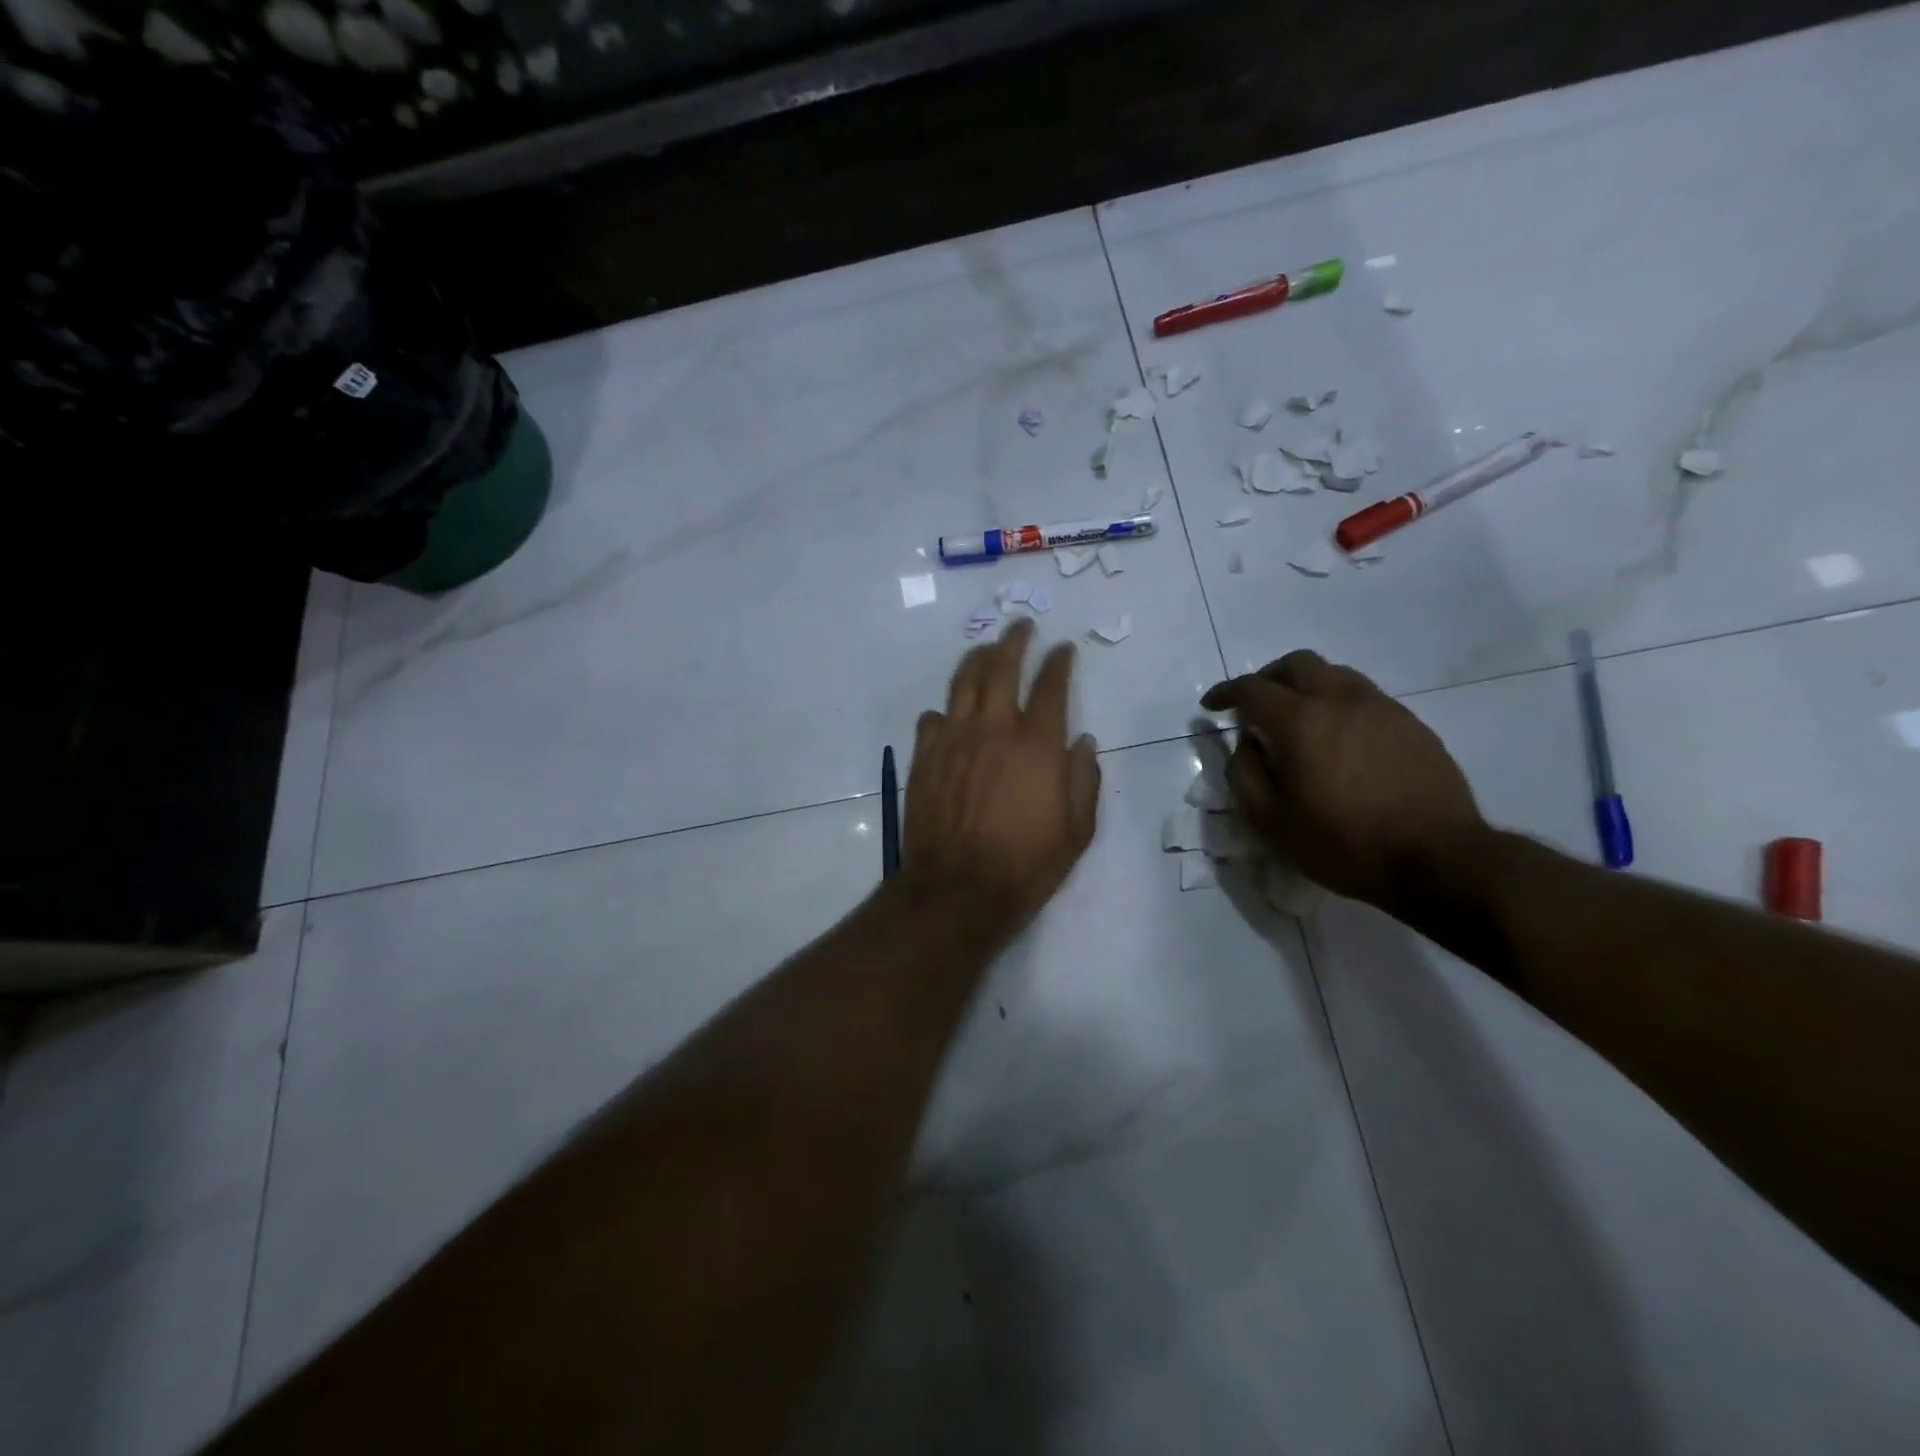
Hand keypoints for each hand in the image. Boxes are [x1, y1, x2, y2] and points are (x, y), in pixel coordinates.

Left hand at [903, 619, 1100, 933]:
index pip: (1051, 686)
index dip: (1059, 662)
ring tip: (985, 650)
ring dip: (976, 659)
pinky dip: (945, 710)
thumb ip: (1084, 780)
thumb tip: (1084, 742)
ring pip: (962, 682)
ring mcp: (954, 740)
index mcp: (1037, 744)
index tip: (1064, 648)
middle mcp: (994, 729)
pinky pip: (933, 719)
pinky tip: (950, 714)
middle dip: (1014, 641)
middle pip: (1002, 668)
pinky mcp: (925, 757)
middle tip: (1021, 626)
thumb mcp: (1077, 831)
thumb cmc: (1026, 865)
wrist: (958, 889)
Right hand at [1201, 650, 1485, 910]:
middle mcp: (1341, 700)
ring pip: (1336, 675)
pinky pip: (1365, 698)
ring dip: (1307, 687)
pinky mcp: (1412, 724)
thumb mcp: (1271, 821)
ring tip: (1299, 721)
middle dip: (1268, 678)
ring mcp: (1382, 708)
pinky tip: (1340, 741)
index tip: (1211, 705)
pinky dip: (1339, 705)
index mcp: (1301, 721)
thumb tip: (1245, 744)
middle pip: (1297, 664)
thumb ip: (1245, 773)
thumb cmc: (1343, 843)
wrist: (1438, 858)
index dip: (1225, 692)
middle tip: (1255, 705)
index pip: (1252, 689)